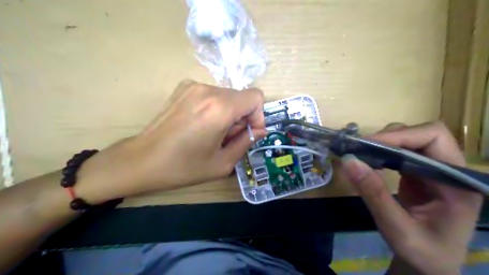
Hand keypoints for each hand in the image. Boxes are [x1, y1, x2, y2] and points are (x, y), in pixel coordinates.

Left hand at [77, 80, 266, 203]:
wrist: (142, 160)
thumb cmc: (183, 167)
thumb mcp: (222, 163)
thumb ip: (246, 142)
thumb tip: (259, 130)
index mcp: (220, 108)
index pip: (256, 97)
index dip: (258, 116)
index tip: (248, 133)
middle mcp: (208, 90)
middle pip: (241, 98)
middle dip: (241, 118)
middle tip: (226, 139)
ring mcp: (193, 86)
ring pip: (226, 97)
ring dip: (227, 114)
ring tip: (211, 134)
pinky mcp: (183, 87)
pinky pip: (211, 95)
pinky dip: (214, 108)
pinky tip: (199, 125)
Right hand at [341, 123, 480, 274]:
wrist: (430, 264)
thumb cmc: (423, 252)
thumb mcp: (396, 227)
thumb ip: (374, 193)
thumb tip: (349, 160)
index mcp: (458, 182)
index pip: (434, 138)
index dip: (400, 136)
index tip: (367, 145)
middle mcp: (450, 169)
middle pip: (421, 134)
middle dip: (388, 138)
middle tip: (360, 150)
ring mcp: (435, 169)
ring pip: (410, 139)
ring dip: (384, 143)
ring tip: (362, 155)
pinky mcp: (420, 172)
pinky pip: (401, 151)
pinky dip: (382, 152)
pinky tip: (370, 161)